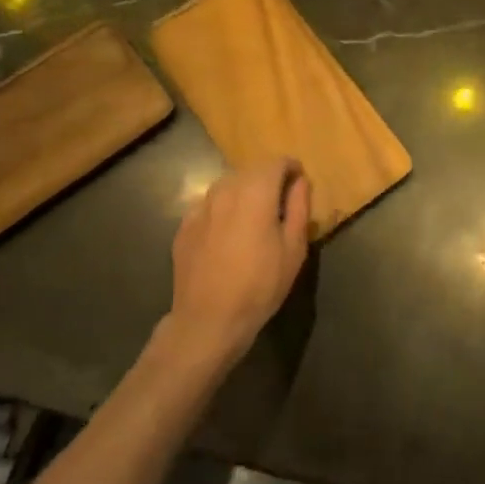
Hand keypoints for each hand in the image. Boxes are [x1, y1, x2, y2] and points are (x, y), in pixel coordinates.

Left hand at [166, 157, 311, 360]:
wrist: (208, 320)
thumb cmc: (260, 285)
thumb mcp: (294, 248)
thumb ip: (299, 207)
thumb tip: (300, 182)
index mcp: (256, 193)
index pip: (276, 162)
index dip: (291, 168)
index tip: (299, 184)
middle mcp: (225, 191)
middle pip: (251, 171)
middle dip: (268, 179)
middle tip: (280, 204)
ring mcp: (200, 208)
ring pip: (227, 185)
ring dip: (244, 192)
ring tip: (253, 218)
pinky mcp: (184, 226)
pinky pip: (209, 205)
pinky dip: (223, 209)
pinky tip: (227, 234)